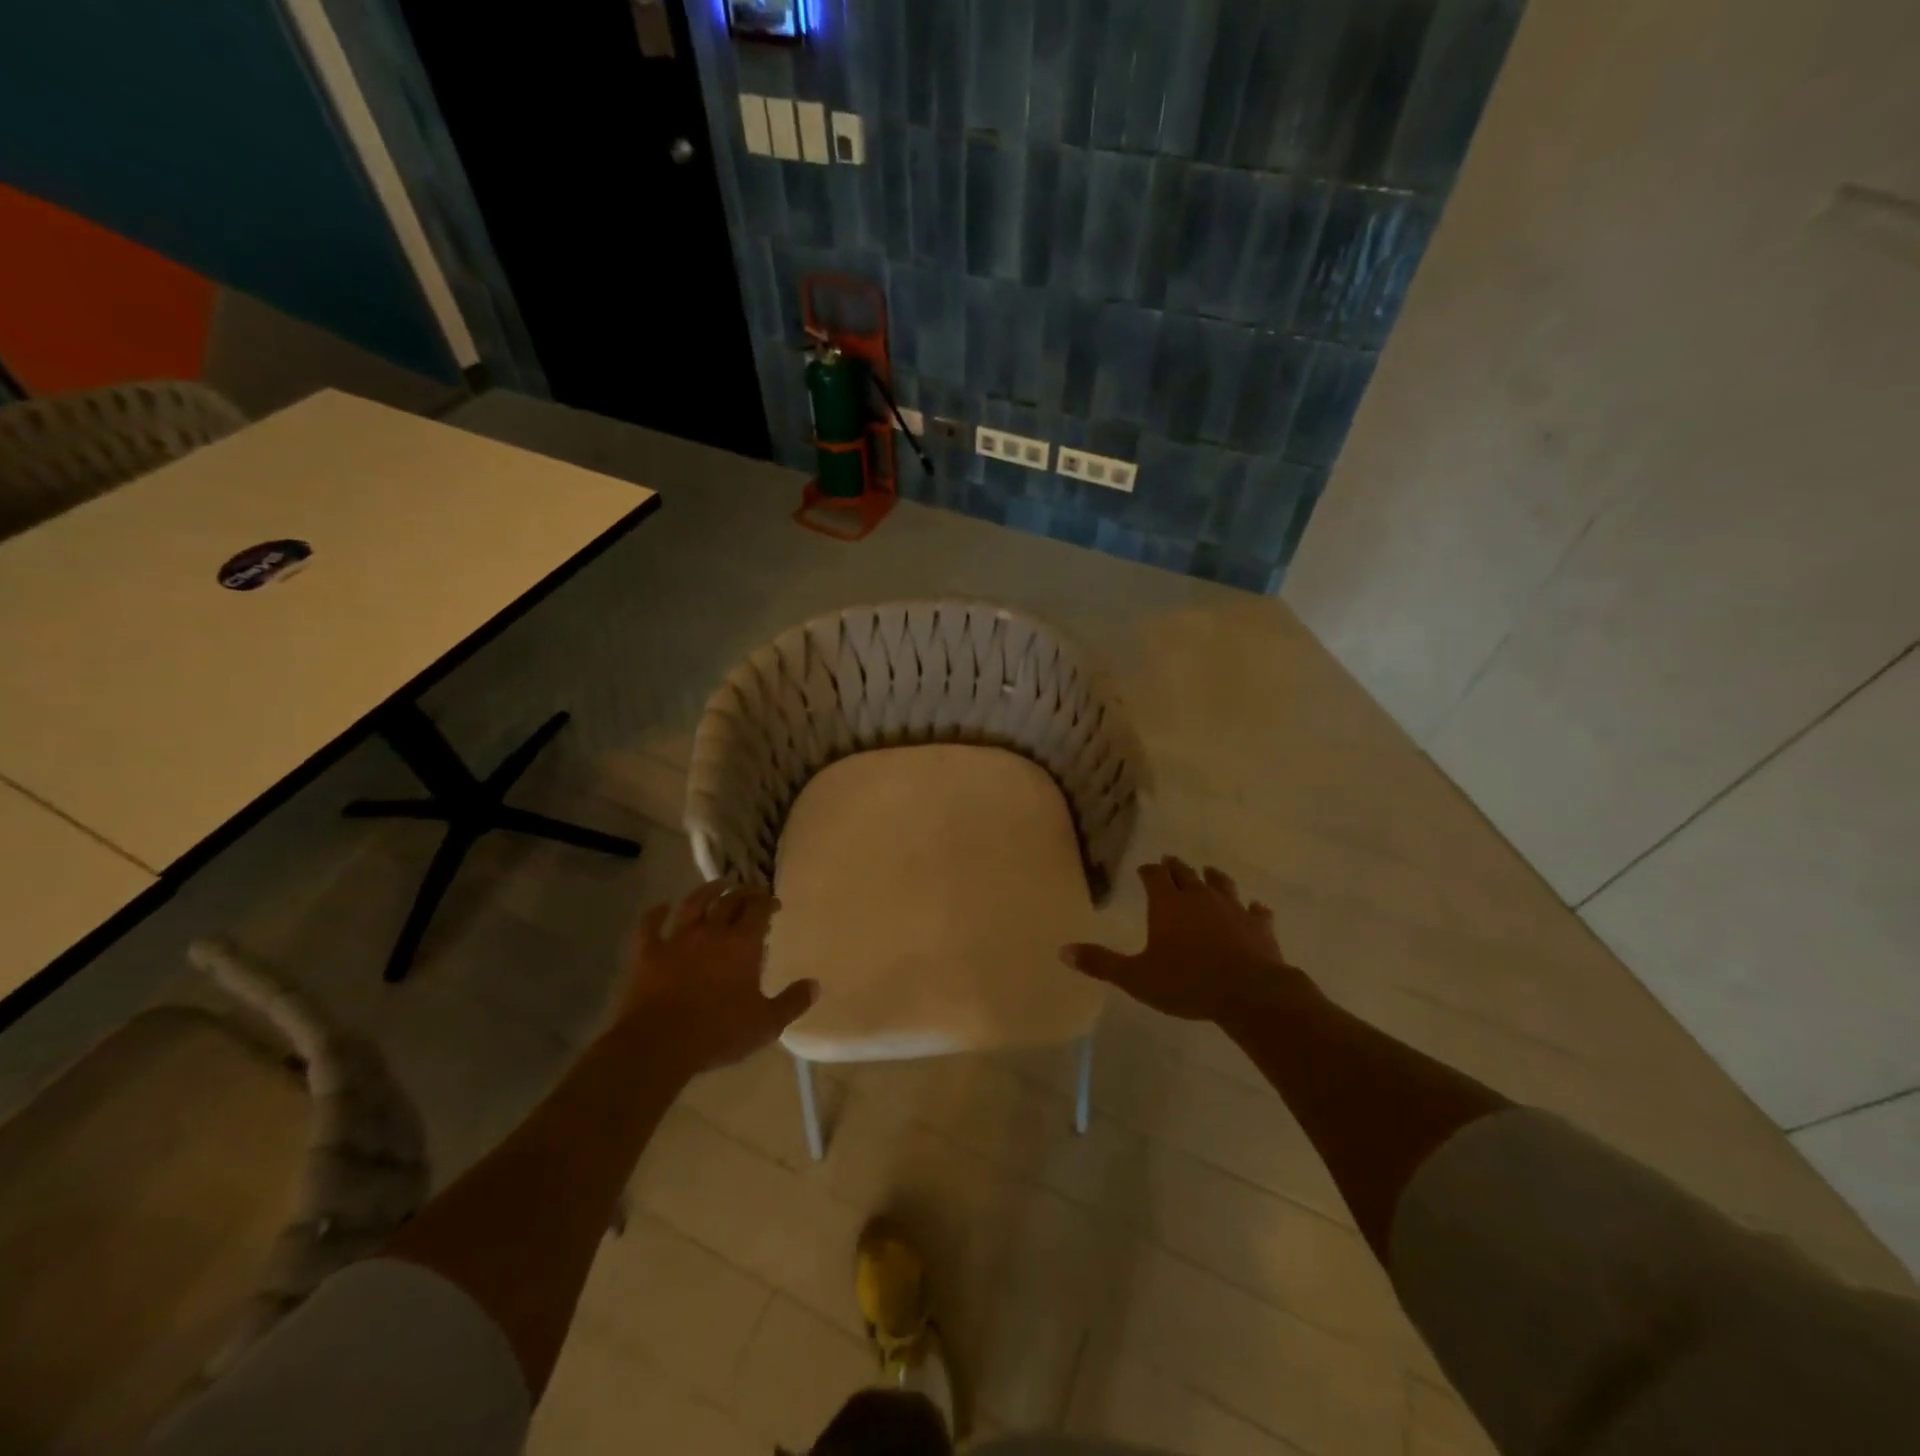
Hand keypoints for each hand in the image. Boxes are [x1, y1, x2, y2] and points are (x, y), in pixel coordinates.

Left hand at [611, 882, 816, 1075]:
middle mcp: (711, 932)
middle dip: (742, 893)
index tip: (774, 903)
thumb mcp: (766, 1023)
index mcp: (742, 944)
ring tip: (717, 885)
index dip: (768, 902)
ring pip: (693, 904)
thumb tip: (815, 984)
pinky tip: (660, 906)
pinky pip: (649, 925)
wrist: (659, 1044)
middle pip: (729, 901)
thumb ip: (792, 1002)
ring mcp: (677, 939)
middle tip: (749, 893)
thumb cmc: (719, 1032)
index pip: (759, 910)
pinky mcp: (648, 953)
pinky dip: (655, 913)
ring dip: (706, 891)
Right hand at [1061, 856, 1315, 1023]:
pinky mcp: (1259, 925)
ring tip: (1208, 873)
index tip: (1143, 870)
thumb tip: (1063, 951)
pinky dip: (1253, 908)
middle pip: (1185, 873)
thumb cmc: (1187, 983)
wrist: (1249, 993)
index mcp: (1168, 904)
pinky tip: (1256, 908)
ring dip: (1212, 878)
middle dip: (1175, 868)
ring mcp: (1233, 908)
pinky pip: (1256, 911)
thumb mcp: (1136, 978)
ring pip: (1221, 884)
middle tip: (1169, 862)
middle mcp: (1199, 897)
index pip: (1154, 876)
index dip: (1147, 871)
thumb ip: (1101, 963)